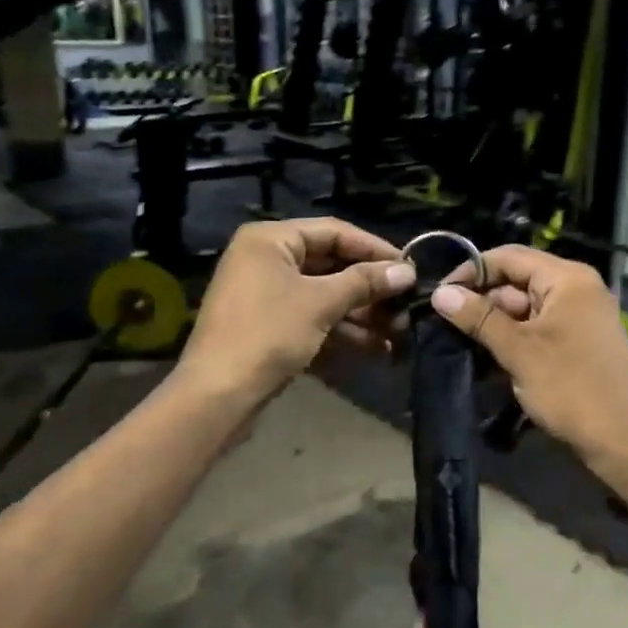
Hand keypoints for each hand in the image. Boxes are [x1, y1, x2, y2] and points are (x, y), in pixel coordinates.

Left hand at [180, 218, 414, 401]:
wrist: (217, 395)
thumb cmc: (268, 334)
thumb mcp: (321, 303)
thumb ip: (365, 282)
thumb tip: (407, 270)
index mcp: (270, 240)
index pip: (334, 231)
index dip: (374, 248)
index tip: (409, 268)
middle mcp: (265, 260)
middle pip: (330, 265)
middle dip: (370, 289)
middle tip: (406, 305)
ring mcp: (265, 295)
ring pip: (324, 296)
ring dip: (361, 314)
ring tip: (399, 333)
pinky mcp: (269, 327)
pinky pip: (312, 319)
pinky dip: (341, 331)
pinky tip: (376, 349)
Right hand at [428, 245, 627, 466]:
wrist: (625, 441)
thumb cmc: (571, 389)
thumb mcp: (519, 351)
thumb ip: (478, 318)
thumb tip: (440, 294)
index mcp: (567, 278)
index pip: (509, 257)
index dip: (471, 272)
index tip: (439, 295)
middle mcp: (577, 288)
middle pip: (517, 281)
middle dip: (482, 302)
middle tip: (445, 326)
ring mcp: (581, 315)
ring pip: (526, 308)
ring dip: (495, 325)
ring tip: (461, 344)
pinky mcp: (580, 341)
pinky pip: (539, 328)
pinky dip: (515, 339)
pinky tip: (488, 359)